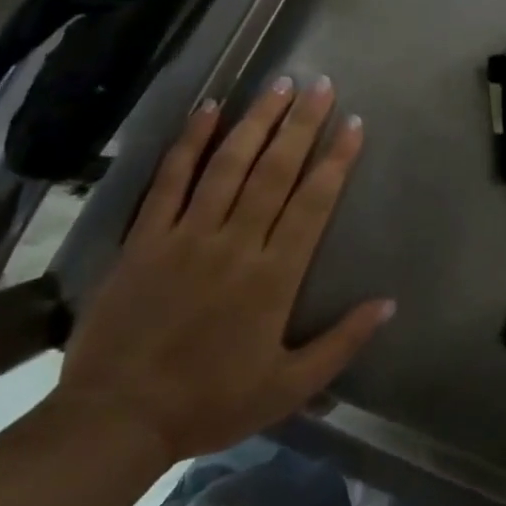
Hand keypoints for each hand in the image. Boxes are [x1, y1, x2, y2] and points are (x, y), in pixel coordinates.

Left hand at [54, 78, 392, 465]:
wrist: (116, 421)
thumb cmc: (210, 403)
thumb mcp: (289, 387)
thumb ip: (341, 343)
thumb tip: (389, 303)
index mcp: (273, 276)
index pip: (313, 203)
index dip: (336, 160)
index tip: (353, 123)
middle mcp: (234, 243)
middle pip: (274, 171)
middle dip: (301, 124)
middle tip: (321, 85)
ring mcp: (186, 235)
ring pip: (228, 165)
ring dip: (256, 121)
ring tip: (279, 85)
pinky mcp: (145, 238)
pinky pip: (170, 180)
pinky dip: (189, 142)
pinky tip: (208, 109)